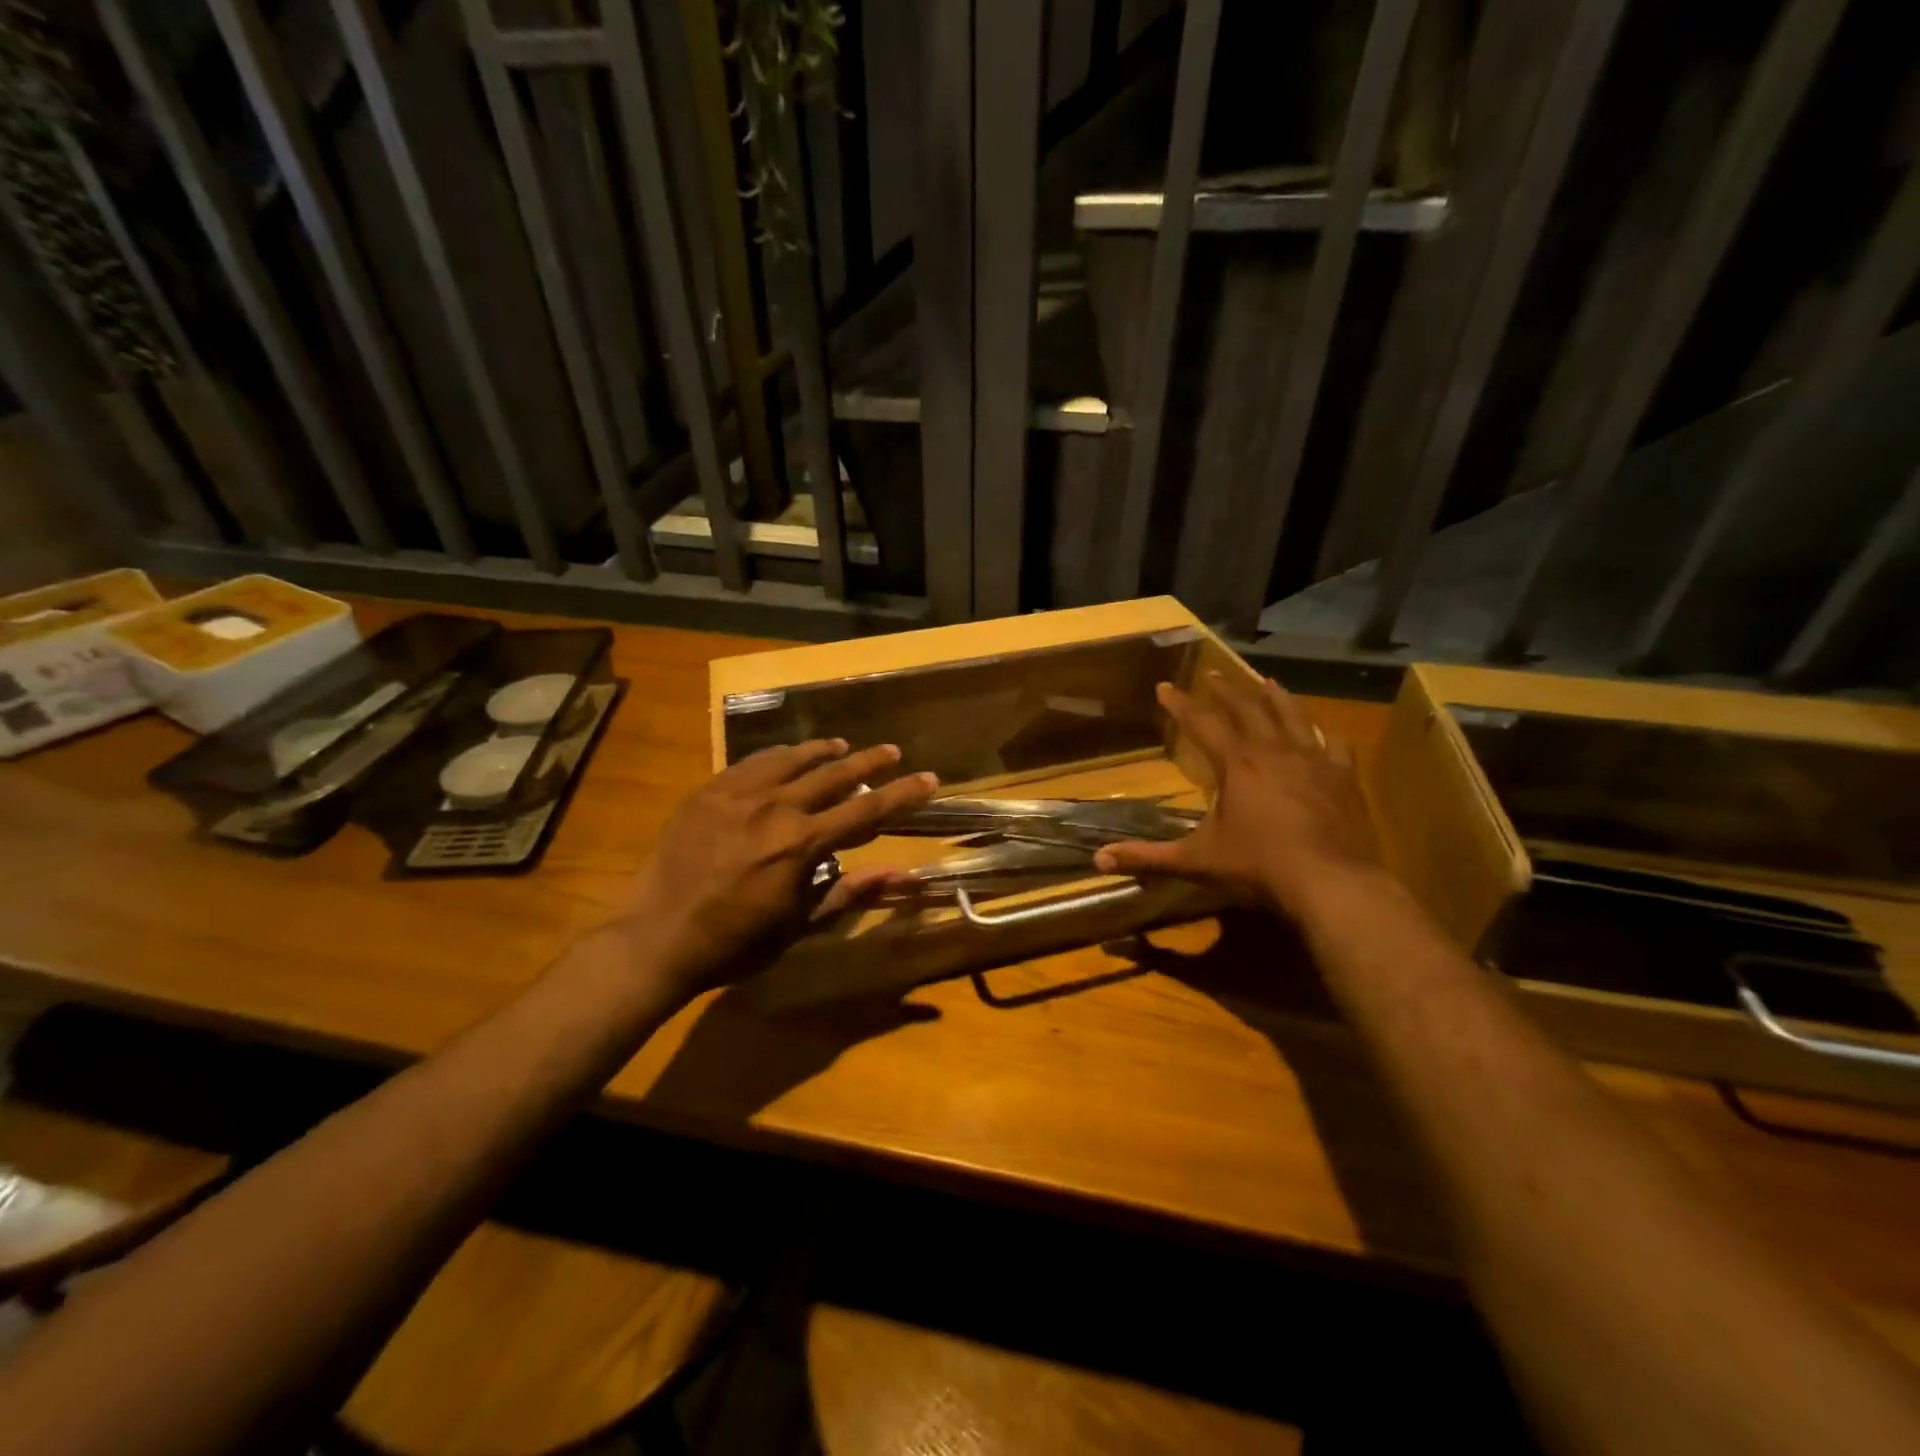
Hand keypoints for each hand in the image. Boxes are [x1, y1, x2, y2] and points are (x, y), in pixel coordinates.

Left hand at [621, 740, 937, 998]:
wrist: (657, 937)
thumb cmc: (736, 942)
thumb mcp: (801, 924)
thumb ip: (852, 892)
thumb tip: (904, 874)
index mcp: (802, 843)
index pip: (867, 810)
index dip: (902, 794)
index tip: (929, 778)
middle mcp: (775, 807)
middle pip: (833, 774)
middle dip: (868, 762)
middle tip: (891, 751)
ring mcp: (737, 794)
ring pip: (791, 759)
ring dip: (822, 751)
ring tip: (842, 745)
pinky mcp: (709, 791)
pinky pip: (751, 762)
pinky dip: (777, 756)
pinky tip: (785, 755)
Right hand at [1092, 672, 1383, 921]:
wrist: (1332, 884)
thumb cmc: (1259, 867)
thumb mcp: (1197, 861)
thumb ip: (1148, 857)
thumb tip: (1098, 860)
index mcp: (1237, 764)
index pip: (1202, 724)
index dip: (1181, 704)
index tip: (1165, 685)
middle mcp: (1274, 751)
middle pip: (1248, 709)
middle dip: (1227, 691)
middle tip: (1213, 675)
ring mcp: (1314, 761)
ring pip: (1292, 716)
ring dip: (1275, 697)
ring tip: (1266, 681)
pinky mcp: (1344, 778)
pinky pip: (1334, 745)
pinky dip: (1325, 734)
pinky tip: (1323, 730)